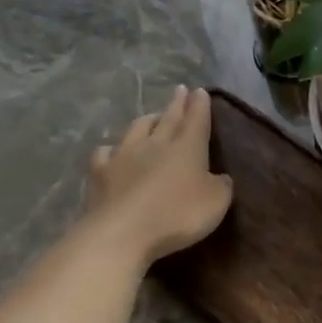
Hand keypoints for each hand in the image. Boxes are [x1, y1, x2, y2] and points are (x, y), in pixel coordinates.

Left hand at [86, 86, 232, 267]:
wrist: (123, 232)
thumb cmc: (177, 215)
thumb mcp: (216, 203)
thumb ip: (221, 186)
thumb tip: (220, 177)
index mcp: (187, 148)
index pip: (196, 120)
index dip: (200, 106)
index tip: (200, 92)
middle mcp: (156, 144)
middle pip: (168, 118)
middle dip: (177, 104)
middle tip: (180, 90)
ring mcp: (124, 156)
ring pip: (137, 129)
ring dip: (147, 120)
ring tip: (152, 117)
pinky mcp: (100, 173)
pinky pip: (106, 153)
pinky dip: (112, 149)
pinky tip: (112, 151)